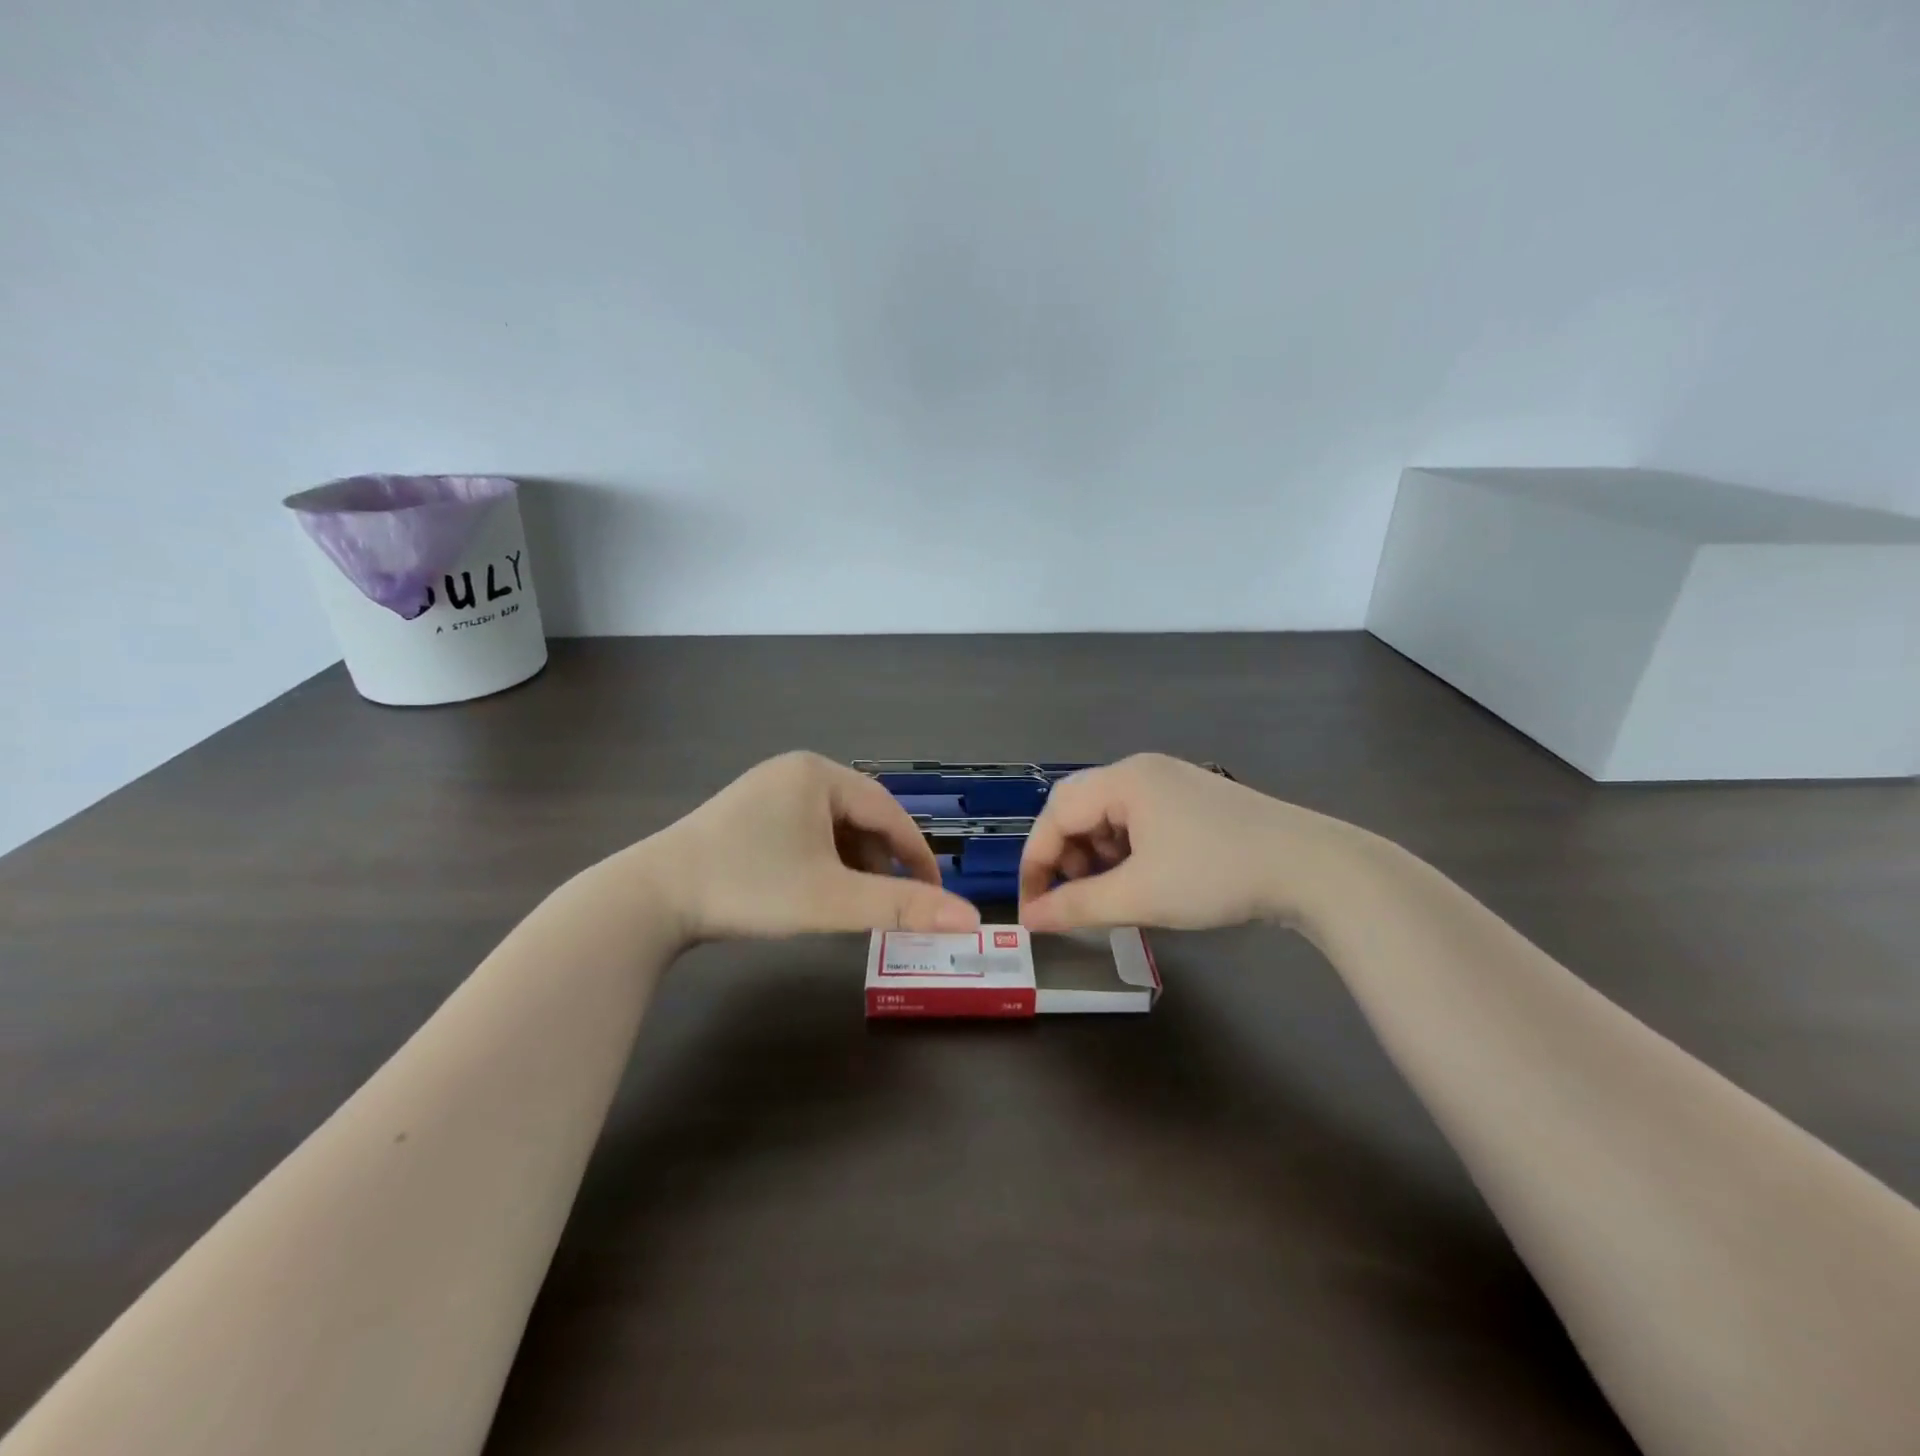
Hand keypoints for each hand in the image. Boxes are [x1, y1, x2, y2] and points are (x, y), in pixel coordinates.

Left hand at [646, 751, 981, 941]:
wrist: (651, 898)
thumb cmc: (751, 888)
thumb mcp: (833, 899)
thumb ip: (902, 906)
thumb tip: (970, 919)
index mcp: (819, 774)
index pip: (889, 812)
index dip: (919, 855)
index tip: (938, 896)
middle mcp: (795, 771)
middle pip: (861, 818)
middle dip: (881, 862)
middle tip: (893, 904)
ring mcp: (767, 789)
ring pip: (833, 827)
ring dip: (852, 864)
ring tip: (853, 904)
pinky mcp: (747, 812)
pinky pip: (804, 832)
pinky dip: (821, 861)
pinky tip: (816, 891)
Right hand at [1017, 754, 1370, 933]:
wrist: (1312, 868)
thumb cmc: (1216, 875)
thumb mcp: (1140, 895)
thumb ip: (1077, 906)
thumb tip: (1030, 919)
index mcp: (1124, 780)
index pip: (1056, 814)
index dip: (1036, 862)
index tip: (1032, 908)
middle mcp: (1141, 771)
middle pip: (1079, 808)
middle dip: (1065, 856)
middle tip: (1071, 897)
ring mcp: (1170, 783)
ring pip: (1108, 816)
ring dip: (1095, 855)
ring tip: (1108, 892)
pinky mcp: (1192, 801)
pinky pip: (1138, 821)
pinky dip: (1125, 852)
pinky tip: (1140, 879)